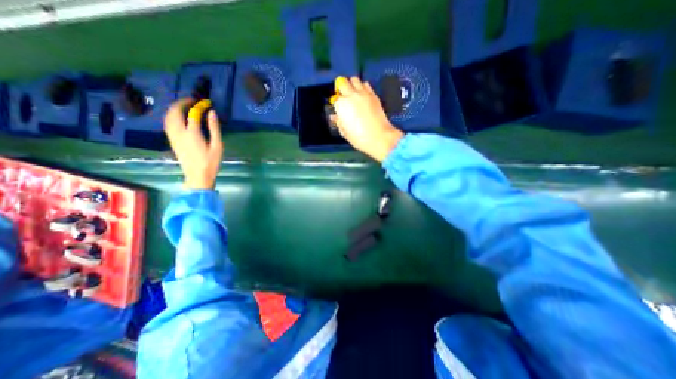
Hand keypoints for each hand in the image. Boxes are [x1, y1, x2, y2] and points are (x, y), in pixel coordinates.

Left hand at [164, 98, 223, 189]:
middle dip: (182, 103)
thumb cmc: (211, 162)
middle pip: (175, 112)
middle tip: (193, 100)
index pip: (192, 113)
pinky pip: (167, 123)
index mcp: (192, 133)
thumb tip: (212, 112)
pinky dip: (171, 116)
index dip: (198, 105)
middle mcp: (179, 132)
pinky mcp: (172, 141)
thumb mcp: (217, 146)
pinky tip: (177, 116)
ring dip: (174, 108)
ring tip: (185, 106)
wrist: (198, 176)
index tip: (206, 102)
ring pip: (168, 117)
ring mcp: (173, 136)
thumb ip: (214, 128)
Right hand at [331, 75, 400, 160]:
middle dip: (341, 88)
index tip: (339, 109)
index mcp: (341, 105)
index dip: (336, 103)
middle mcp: (350, 95)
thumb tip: (335, 117)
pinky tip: (363, 95)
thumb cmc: (358, 137)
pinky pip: (366, 84)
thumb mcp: (344, 132)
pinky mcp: (373, 94)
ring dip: (352, 84)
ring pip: (354, 79)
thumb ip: (338, 122)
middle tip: (344, 96)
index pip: (335, 99)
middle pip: (343, 82)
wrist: (379, 137)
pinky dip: (362, 87)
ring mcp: (363, 93)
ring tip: (353, 93)